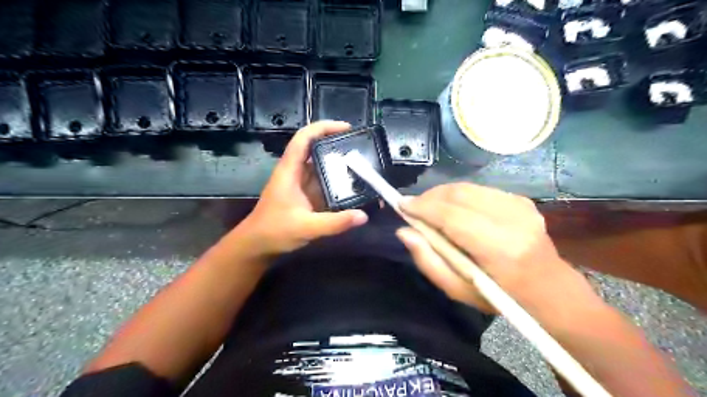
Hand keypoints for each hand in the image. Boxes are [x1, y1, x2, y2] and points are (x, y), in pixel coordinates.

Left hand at [238, 121, 369, 257]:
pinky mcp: (305, 195)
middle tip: (361, 149)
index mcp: (290, 171)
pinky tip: (353, 186)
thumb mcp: (306, 228)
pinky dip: (337, 182)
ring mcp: (300, 184)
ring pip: (321, 166)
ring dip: (339, 164)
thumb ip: (335, 223)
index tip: (346, 128)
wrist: (257, 246)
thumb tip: (363, 216)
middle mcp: (295, 172)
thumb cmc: (274, 232)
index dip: (324, 127)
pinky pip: (324, 182)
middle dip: (337, 145)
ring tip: (363, 165)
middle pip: (315, 149)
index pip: (304, 138)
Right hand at [397, 183, 594, 315]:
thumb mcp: (458, 290)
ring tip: (430, 209)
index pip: (452, 216)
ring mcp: (521, 206)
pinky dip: (459, 196)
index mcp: (500, 249)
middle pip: (459, 194)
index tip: (401, 205)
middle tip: (413, 208)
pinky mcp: (522, 199)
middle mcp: (513, 220)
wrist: (550, 289)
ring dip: (442, 195)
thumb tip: (404, 231)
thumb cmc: (501, 298)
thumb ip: (428, 261)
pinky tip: (454, 210)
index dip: (424, 207)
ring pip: (468, 187)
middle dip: (430, 197)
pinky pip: (479, 190)